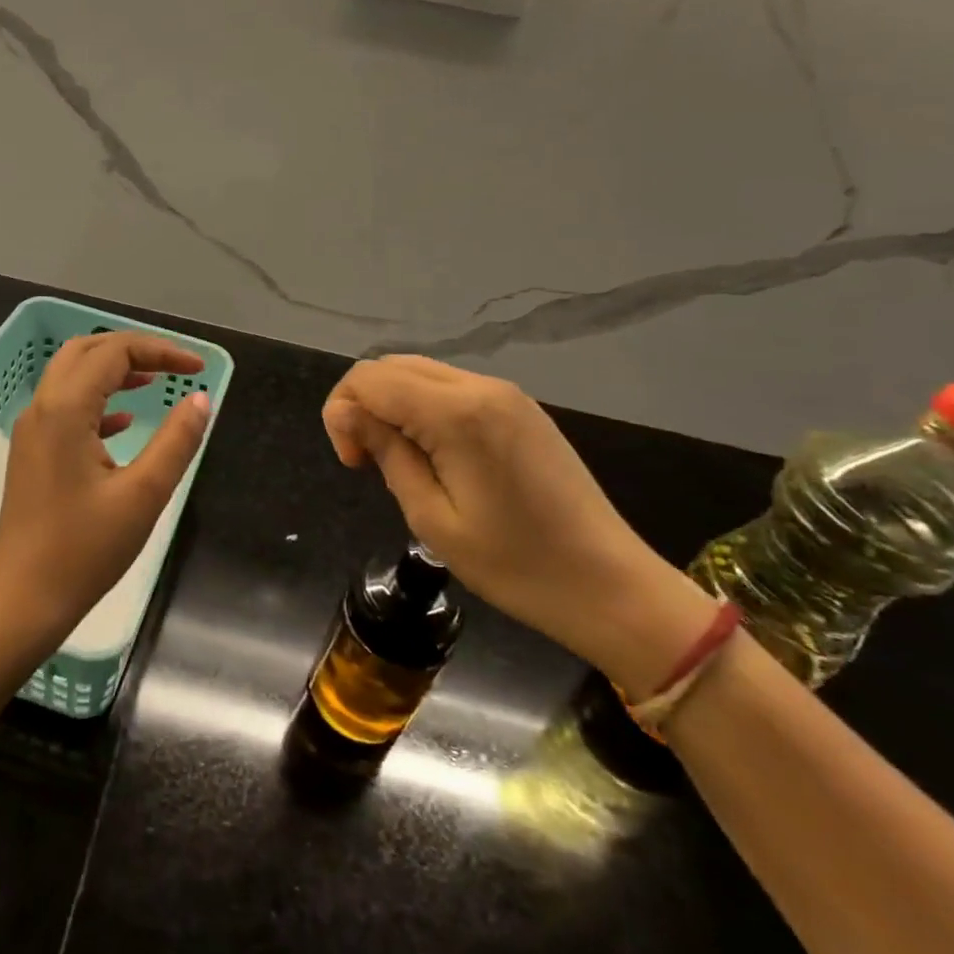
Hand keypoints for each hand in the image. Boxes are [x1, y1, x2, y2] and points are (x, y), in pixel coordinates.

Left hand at [0, 332, 211, 647]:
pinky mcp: (33, 454)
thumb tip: (200, 399)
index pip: (114, 353)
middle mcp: (42, 409)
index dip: (160, 350)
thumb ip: (176, 441)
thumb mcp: (143, 494)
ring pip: (72, 377)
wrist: (22, 600)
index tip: (199, 368)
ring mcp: (32, 431)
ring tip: (154, 381)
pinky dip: (98, 401)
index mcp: (65, 410)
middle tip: (173, 365)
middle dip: (132, 349)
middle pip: (86, 351)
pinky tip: (125, 423)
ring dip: (113, 371)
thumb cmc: (84, 550)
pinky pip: (66, 407)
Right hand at [323, 356, 713, 697]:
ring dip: (393, 405)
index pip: (369, 378)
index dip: (342, 413)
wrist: (611, 586)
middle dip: (363, 404)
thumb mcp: (433, 518)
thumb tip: (345, 413)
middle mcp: (481, 387)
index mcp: (457, 413)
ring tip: (400, 461)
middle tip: (368, 463)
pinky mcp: (521, 408)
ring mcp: (507, 393)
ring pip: (421, 374)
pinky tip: (435, 454)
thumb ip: (386, 453)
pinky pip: (452, 389)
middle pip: (393, 366)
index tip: (354, 463)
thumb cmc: (516, 565)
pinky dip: (424, 409)